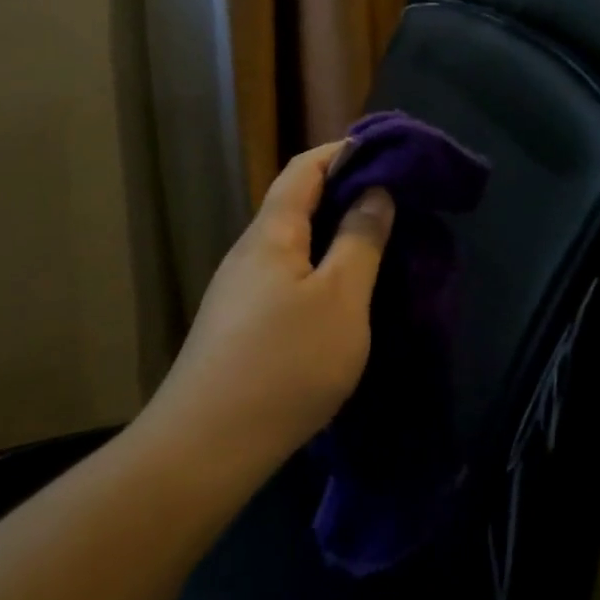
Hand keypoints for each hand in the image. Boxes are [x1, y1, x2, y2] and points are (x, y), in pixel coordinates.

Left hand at [148, 142, 394, 473]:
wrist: (205, 448)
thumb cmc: (284, 364)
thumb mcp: (341, 300)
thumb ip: (361, 241)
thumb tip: (376, 192)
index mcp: (271, 234)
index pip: (303, 169)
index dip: (342, 151)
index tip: (386, 151)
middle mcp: (248, 253)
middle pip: (295, 203)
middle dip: (343, 192)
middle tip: (394, 200)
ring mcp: (238, 291)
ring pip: (291, 243)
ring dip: (332, 233)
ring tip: (376, 244)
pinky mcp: (239, 325)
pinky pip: (285, 276)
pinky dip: (319, 267)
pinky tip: (341, 295)